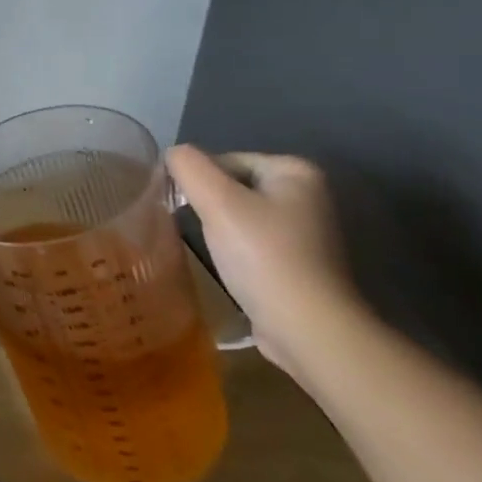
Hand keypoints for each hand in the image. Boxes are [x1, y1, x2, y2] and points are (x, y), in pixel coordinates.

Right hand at [167, 147, 364, 375]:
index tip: (182, 207)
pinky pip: (254, 242)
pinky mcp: (300, 262)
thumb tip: (173, 154)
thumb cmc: (263, 256)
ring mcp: (307, 231)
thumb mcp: (217, 201)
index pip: (226, 160)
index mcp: (296, 171)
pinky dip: (236, 251)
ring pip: (242, 216)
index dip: (198, 181)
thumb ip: (189, 167)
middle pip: (234, 187)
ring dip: (220, 229)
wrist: (306, 328)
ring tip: (211, 250)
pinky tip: (229, 268)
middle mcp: (308, 195)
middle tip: (193, 228)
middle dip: (209, 205)